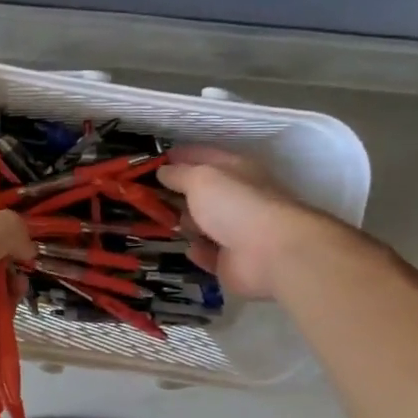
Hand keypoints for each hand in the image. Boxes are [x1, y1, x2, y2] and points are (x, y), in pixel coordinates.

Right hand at [160, 146, 342, 299]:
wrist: (270, 253)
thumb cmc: (235, 204)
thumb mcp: (201, 179)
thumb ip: (179, 174)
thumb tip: (162, 171)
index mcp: (234, 170)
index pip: (203, 156)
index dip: (179, 156)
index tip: (154, 161)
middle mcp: (237, 198)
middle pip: (203, 192)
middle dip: (178, 192)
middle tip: (146, 195)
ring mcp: (236, 231)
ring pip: (205, 224)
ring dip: (186, 223)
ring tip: (158, 222)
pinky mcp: (233, 261)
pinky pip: (210, 254)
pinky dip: (198, 251)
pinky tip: (187, 248)